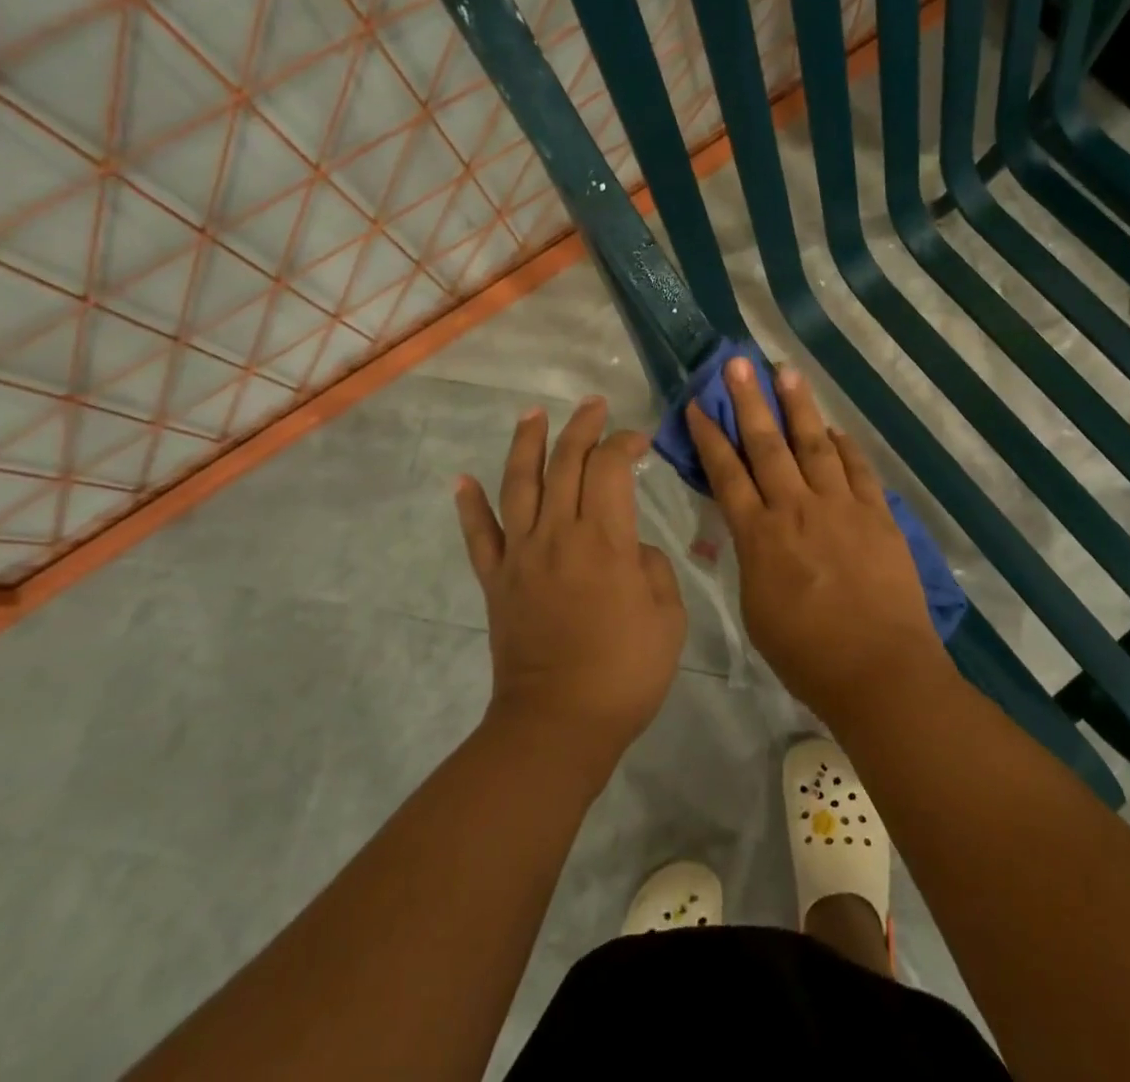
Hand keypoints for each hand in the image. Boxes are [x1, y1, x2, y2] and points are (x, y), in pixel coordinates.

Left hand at [455, 396, 686, 757]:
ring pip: (519, 484)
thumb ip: (653, 568)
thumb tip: (631, 551)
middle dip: (581, 427)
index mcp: (604, 540)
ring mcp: (521, 555)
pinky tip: (462, 480)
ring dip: (526, 444)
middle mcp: (557, 534)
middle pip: (565, 463)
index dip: (624, 443)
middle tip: (593, 405)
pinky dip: (469, 505)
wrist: (558, 724)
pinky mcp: (497, 581)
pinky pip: (479, 535)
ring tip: (532, 414)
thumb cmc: (625, 672)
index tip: (640, 439)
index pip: (610, 468)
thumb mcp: (668, 617)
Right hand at [684, 358, 948, 720]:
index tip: (699, 404)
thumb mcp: (757, 609)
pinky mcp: (877, 514)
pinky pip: (857, 469)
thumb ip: (751, 559)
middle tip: (738, 363)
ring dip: (798, 406)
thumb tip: (750, 528)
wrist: (879, 670)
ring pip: (814, 444)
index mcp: (759, 536)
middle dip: (749, 401)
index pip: (726, 474)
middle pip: (767, 445)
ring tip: (786, 372)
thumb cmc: (807, 655)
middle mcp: (796, 509)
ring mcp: (840, 507)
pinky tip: (833, 428)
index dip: (710, 437)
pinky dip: (844, 446)